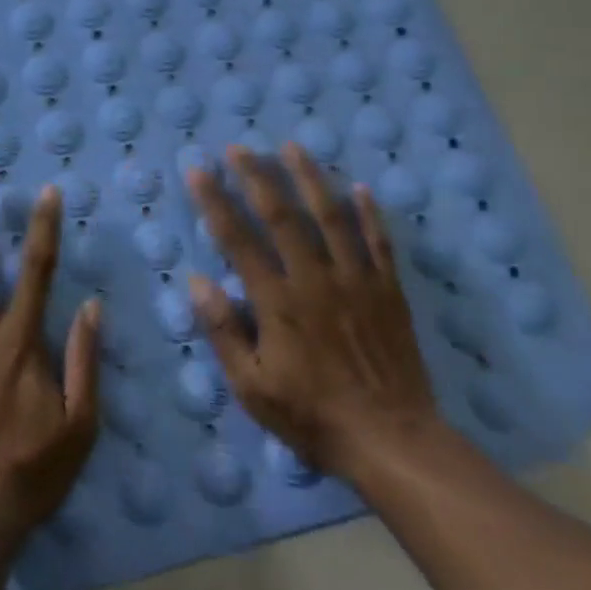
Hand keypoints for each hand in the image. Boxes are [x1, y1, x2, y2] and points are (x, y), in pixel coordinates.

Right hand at [185, 143, 441, 483]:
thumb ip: (224, 332)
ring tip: (294, 147)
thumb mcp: (253, 387)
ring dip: (310, 179)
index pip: (238, 239)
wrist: (393, 442)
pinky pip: (379, 243)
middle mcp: (314, 279)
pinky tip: (362, 189)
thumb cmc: (313, 416)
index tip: (198, 171)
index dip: (215, 202)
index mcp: (277, 301)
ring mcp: (356, 281)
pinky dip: (371, 214)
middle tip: (239, 147)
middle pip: (282, 216)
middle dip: (257, 176)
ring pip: (331, 217)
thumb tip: (198, 281)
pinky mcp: (388, 292)